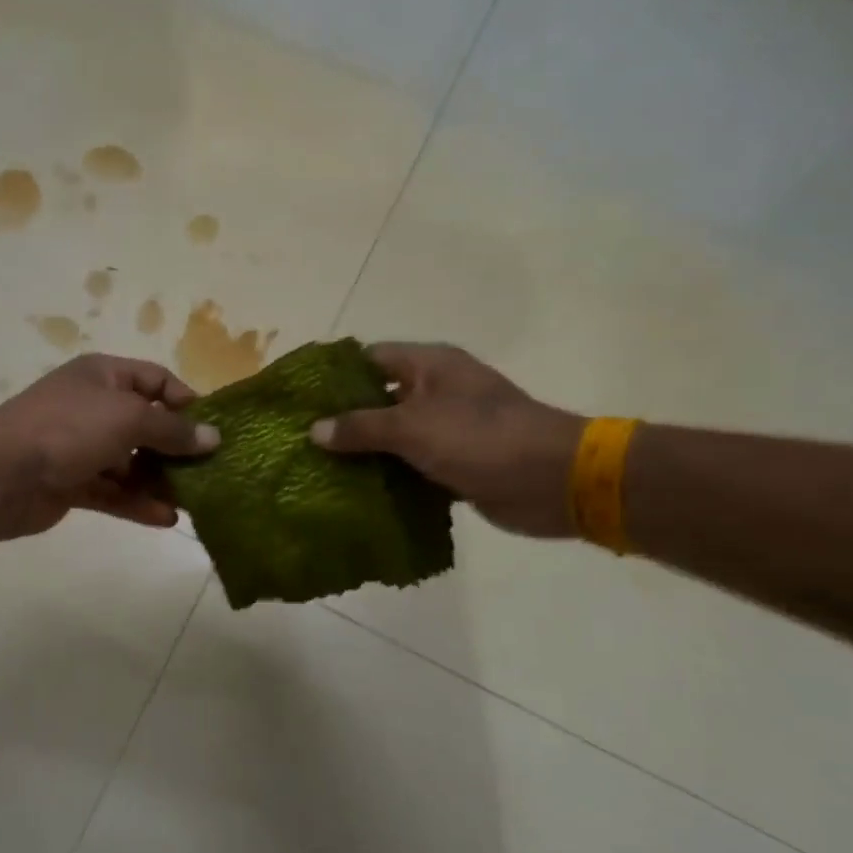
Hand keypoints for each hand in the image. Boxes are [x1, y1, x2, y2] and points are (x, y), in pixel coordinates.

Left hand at [0, 354, 219, 538]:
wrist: (0, 473)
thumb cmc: (69, 429)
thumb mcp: (128, 418)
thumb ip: (172, 430)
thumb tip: (213, 437)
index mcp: (104, 376)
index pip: (156, 380)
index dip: (185, 401)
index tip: (211, 430)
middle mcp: (93, 407)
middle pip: (145, 425)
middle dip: (175, 449)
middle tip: (209, 472)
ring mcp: (81, 447)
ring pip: (130, 463)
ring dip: (159, 481)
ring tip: (194, 501)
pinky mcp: (72, 483)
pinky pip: (113, 492)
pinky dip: (136, 503)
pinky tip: (166, 518)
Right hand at [310, 344, 583, 538]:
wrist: (553, 481)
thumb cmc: (481, 439)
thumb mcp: (413, 428)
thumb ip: (362, 427)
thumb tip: (315, 430)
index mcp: (429, 366)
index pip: (369, 359)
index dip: (334, 376)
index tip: (299, 399)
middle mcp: (436, 391)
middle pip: (378, 399)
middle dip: (343, 419)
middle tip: (299, 440)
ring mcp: (446, 428)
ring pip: (393, 437)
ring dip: (364, 453)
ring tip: (316, 469)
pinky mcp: (454, 463)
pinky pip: (410, 466)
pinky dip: (388, 477)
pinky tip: (354, 493)